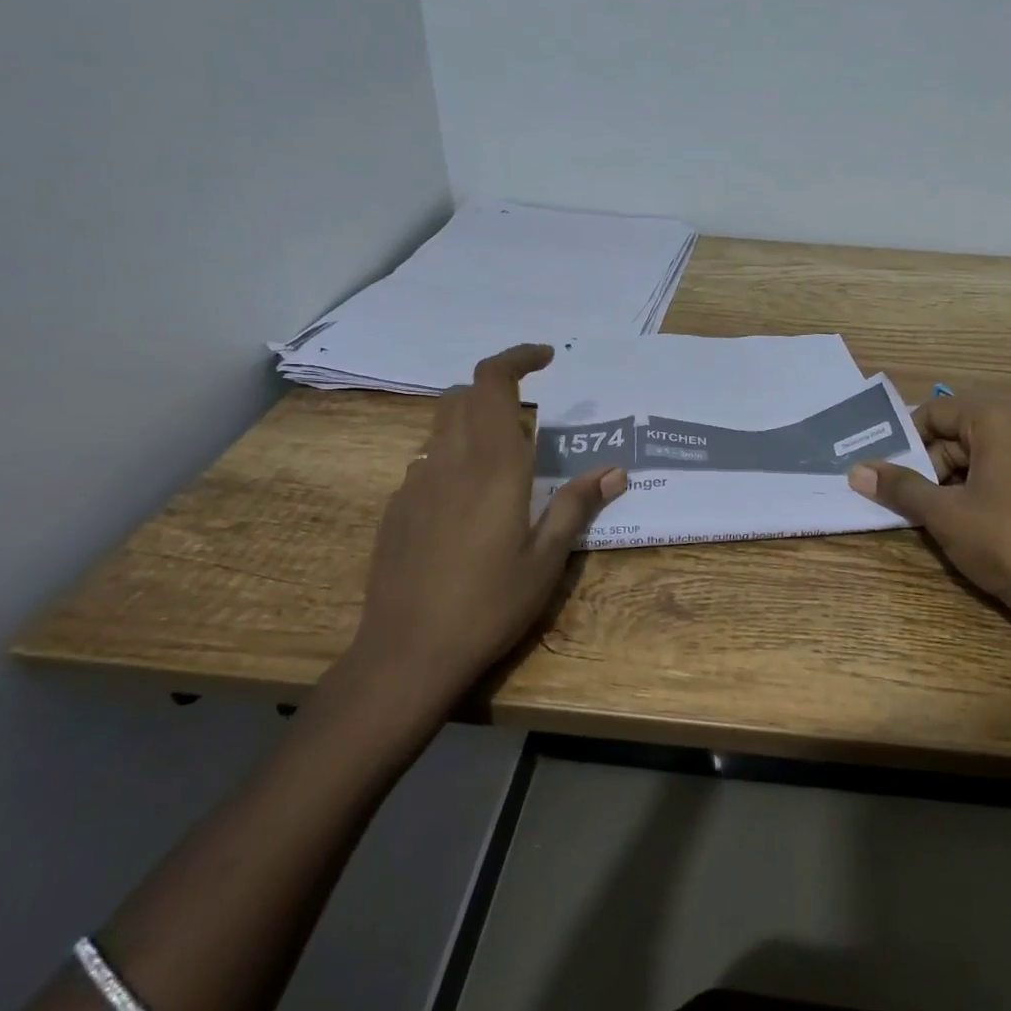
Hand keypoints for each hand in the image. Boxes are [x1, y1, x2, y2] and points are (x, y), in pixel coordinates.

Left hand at [338, 343, 625, 737]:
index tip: (546, 358)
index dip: (517, 357)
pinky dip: (453, 460)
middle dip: (497, 391)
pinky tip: (469, 507)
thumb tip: (614, 471)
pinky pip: (428, 463)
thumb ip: (577, 505)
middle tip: (531, 420)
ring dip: (474, 424)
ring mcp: (416, 483)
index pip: (493, 381)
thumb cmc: (490, 604)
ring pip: (442, 427)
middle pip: (464, 395)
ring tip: (504, 464)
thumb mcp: (547, 559)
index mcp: (493, 464)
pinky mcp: (397, 509)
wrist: (407, 653)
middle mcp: (450, 460)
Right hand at [847, 391, 1010, 646]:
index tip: (881, 466)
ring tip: (924, 515)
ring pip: (979, 457)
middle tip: (899, 497)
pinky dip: (974, 493)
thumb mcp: (943, 513)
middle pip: (958, 433)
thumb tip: (857, 471)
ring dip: (948, 482)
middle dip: (926, 463)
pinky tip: (959, 524)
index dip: (904, 437)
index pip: (937, 411)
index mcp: (1000, 420)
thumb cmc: (1005, 541)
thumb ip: (900, 487)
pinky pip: (1001, 476)